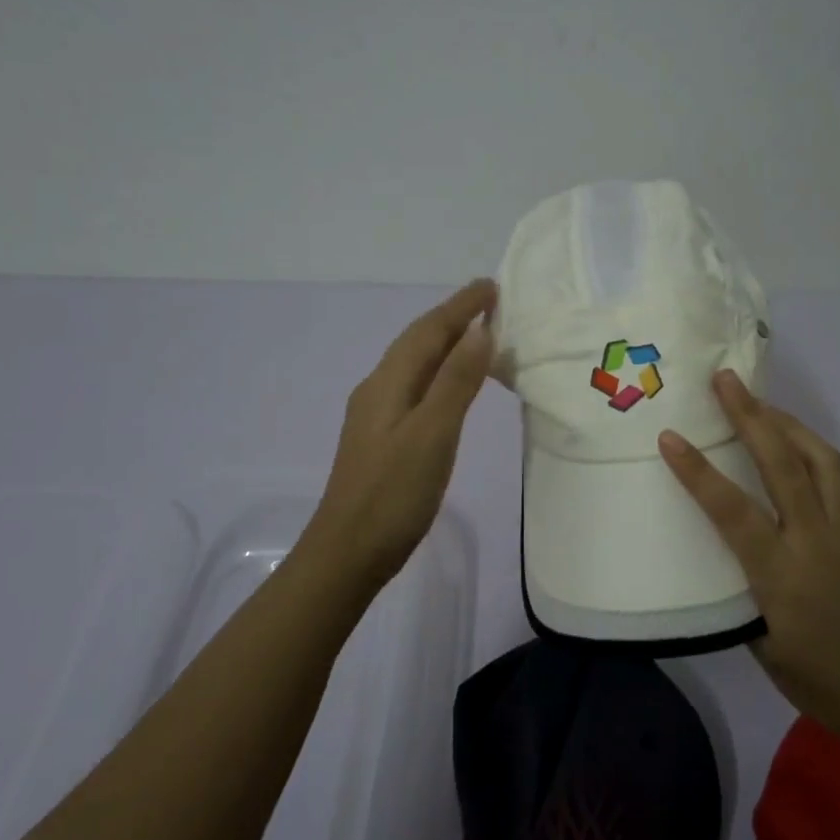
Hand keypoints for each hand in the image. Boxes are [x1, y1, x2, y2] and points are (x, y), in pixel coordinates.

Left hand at [304, 280, 495, 587]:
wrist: (347, 553)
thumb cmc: (392, 494)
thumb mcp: (432, 435)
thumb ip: (456, 382)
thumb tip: (479, 331)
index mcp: (388, 383)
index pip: (428, 331)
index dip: (460, 306)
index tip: (492, 286)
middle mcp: (379, 390)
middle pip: (418, 342)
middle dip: (452, 318)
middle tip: (489, 303)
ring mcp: (377, 415)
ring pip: (416, 365)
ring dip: (446, 344)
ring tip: (478, 335)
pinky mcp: (383, 438)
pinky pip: (416, 387)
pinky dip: (440, 373)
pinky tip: (450, 387)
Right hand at [659, 371, 839, 755]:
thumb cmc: (820, 686)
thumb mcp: (762, 646)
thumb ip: (741, 593)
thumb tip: (722, 556)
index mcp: (782, 576)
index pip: (734, 511)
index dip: (699, 472)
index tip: (669, 437)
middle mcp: (816, 543)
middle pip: (784, 465)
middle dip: (752, 416)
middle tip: (726, 380)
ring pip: (821, 461)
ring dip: (788, 424)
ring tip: (760, 404)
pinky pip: (833, 480)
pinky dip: (808, 453)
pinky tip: (790, 454)